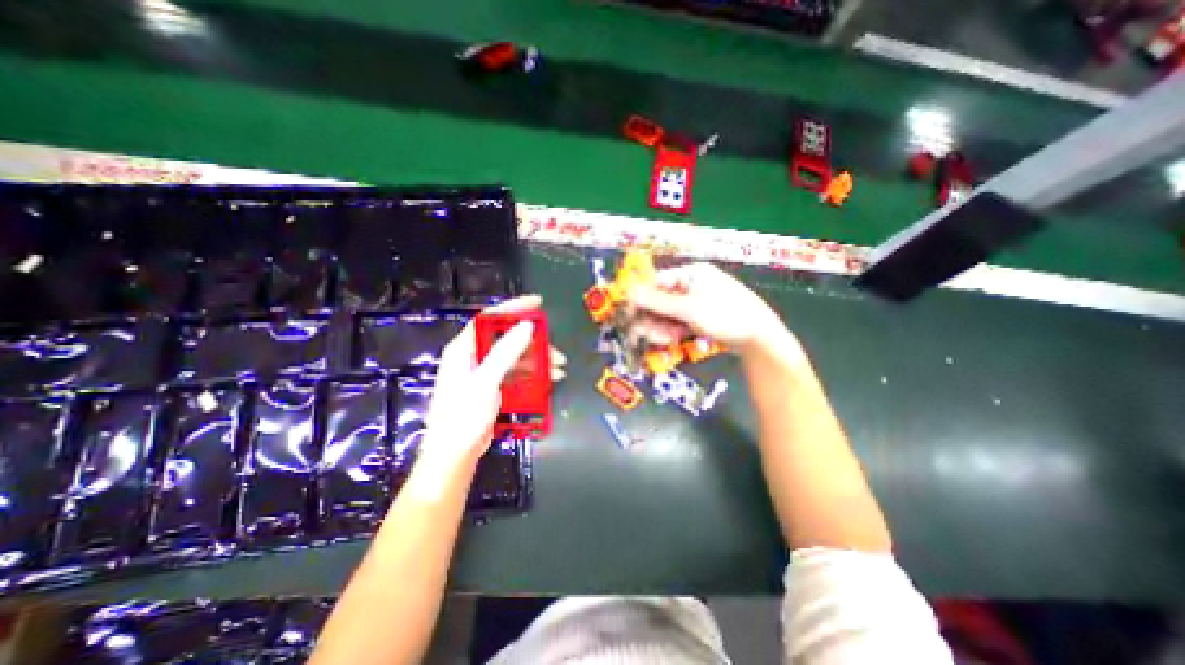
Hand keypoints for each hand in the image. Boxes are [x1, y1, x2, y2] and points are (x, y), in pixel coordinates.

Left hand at [415, 297, 564, 471]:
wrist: (454, 455)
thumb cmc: (464, 416)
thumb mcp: (486, 381)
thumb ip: (506, 352)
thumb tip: (527, 326)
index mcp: (464, 349)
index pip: (489, 319)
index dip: (513, 307)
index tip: (537, 303)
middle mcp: (473, 357)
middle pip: (507, 339)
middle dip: (534, 343)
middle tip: (556, 352)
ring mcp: (483, 373)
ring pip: (515, 358)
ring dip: (537, 361)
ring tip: (559, 370)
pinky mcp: (492, 388)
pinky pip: (515, 374)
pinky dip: (532, 375)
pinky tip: (548, 380)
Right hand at [623, 263, 790, 358]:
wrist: (760, 339)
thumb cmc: (725, 315)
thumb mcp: (689, 308)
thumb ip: (657, 301)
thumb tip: (628, 291)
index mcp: (691, 274)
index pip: (657, 282)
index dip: (641, 299)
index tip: (628, 315)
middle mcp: (693, 285)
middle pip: (661, 301)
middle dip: (654, 319)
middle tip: (649, 335)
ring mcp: (698, 303)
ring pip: (669, 315)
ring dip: (662, 328)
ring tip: (665, 340)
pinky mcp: (702, 319)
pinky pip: (680, 323)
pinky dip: (674, 332)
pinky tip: (673, 340)